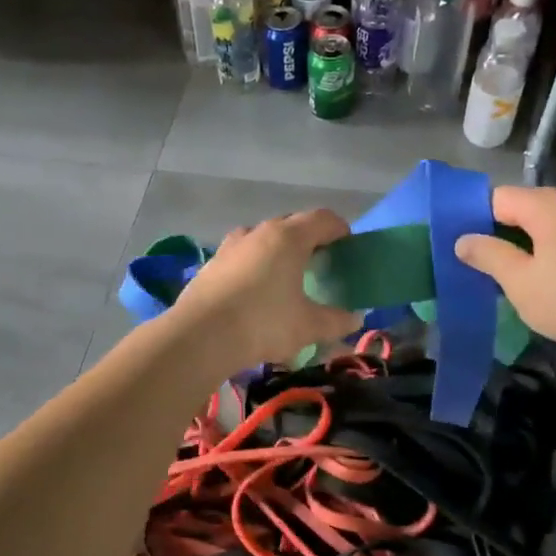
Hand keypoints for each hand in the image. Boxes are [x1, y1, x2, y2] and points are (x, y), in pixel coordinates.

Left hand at [170, 210, 364, 371]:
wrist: (200, 336)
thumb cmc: (263, 323)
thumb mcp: (308, 326)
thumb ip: (336, 320)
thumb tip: (355, 319)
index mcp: (288, 237)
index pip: (322, 219)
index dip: (340, 229)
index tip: (348, 246)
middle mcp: (259, 232)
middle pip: (291, 224)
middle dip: (308, 239)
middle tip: (319, 263)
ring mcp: (231, 246)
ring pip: (262, 238)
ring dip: (277, 251)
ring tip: (285, 276)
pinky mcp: (211, 264)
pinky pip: (241, 256)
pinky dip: (254, 265)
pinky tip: (255, 292)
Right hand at [454, 186, 555, 356]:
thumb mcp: (518, 279)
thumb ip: (487, 255)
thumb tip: (462, 240)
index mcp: (545, 205)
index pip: (495, 198)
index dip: (472, 218)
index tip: (455, 245)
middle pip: (518, 210)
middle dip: (494, 234)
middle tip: (472, 263)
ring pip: (538, 228)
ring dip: (517, 248)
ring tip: (497, 276)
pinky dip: (539, 256)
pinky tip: (532, 283)